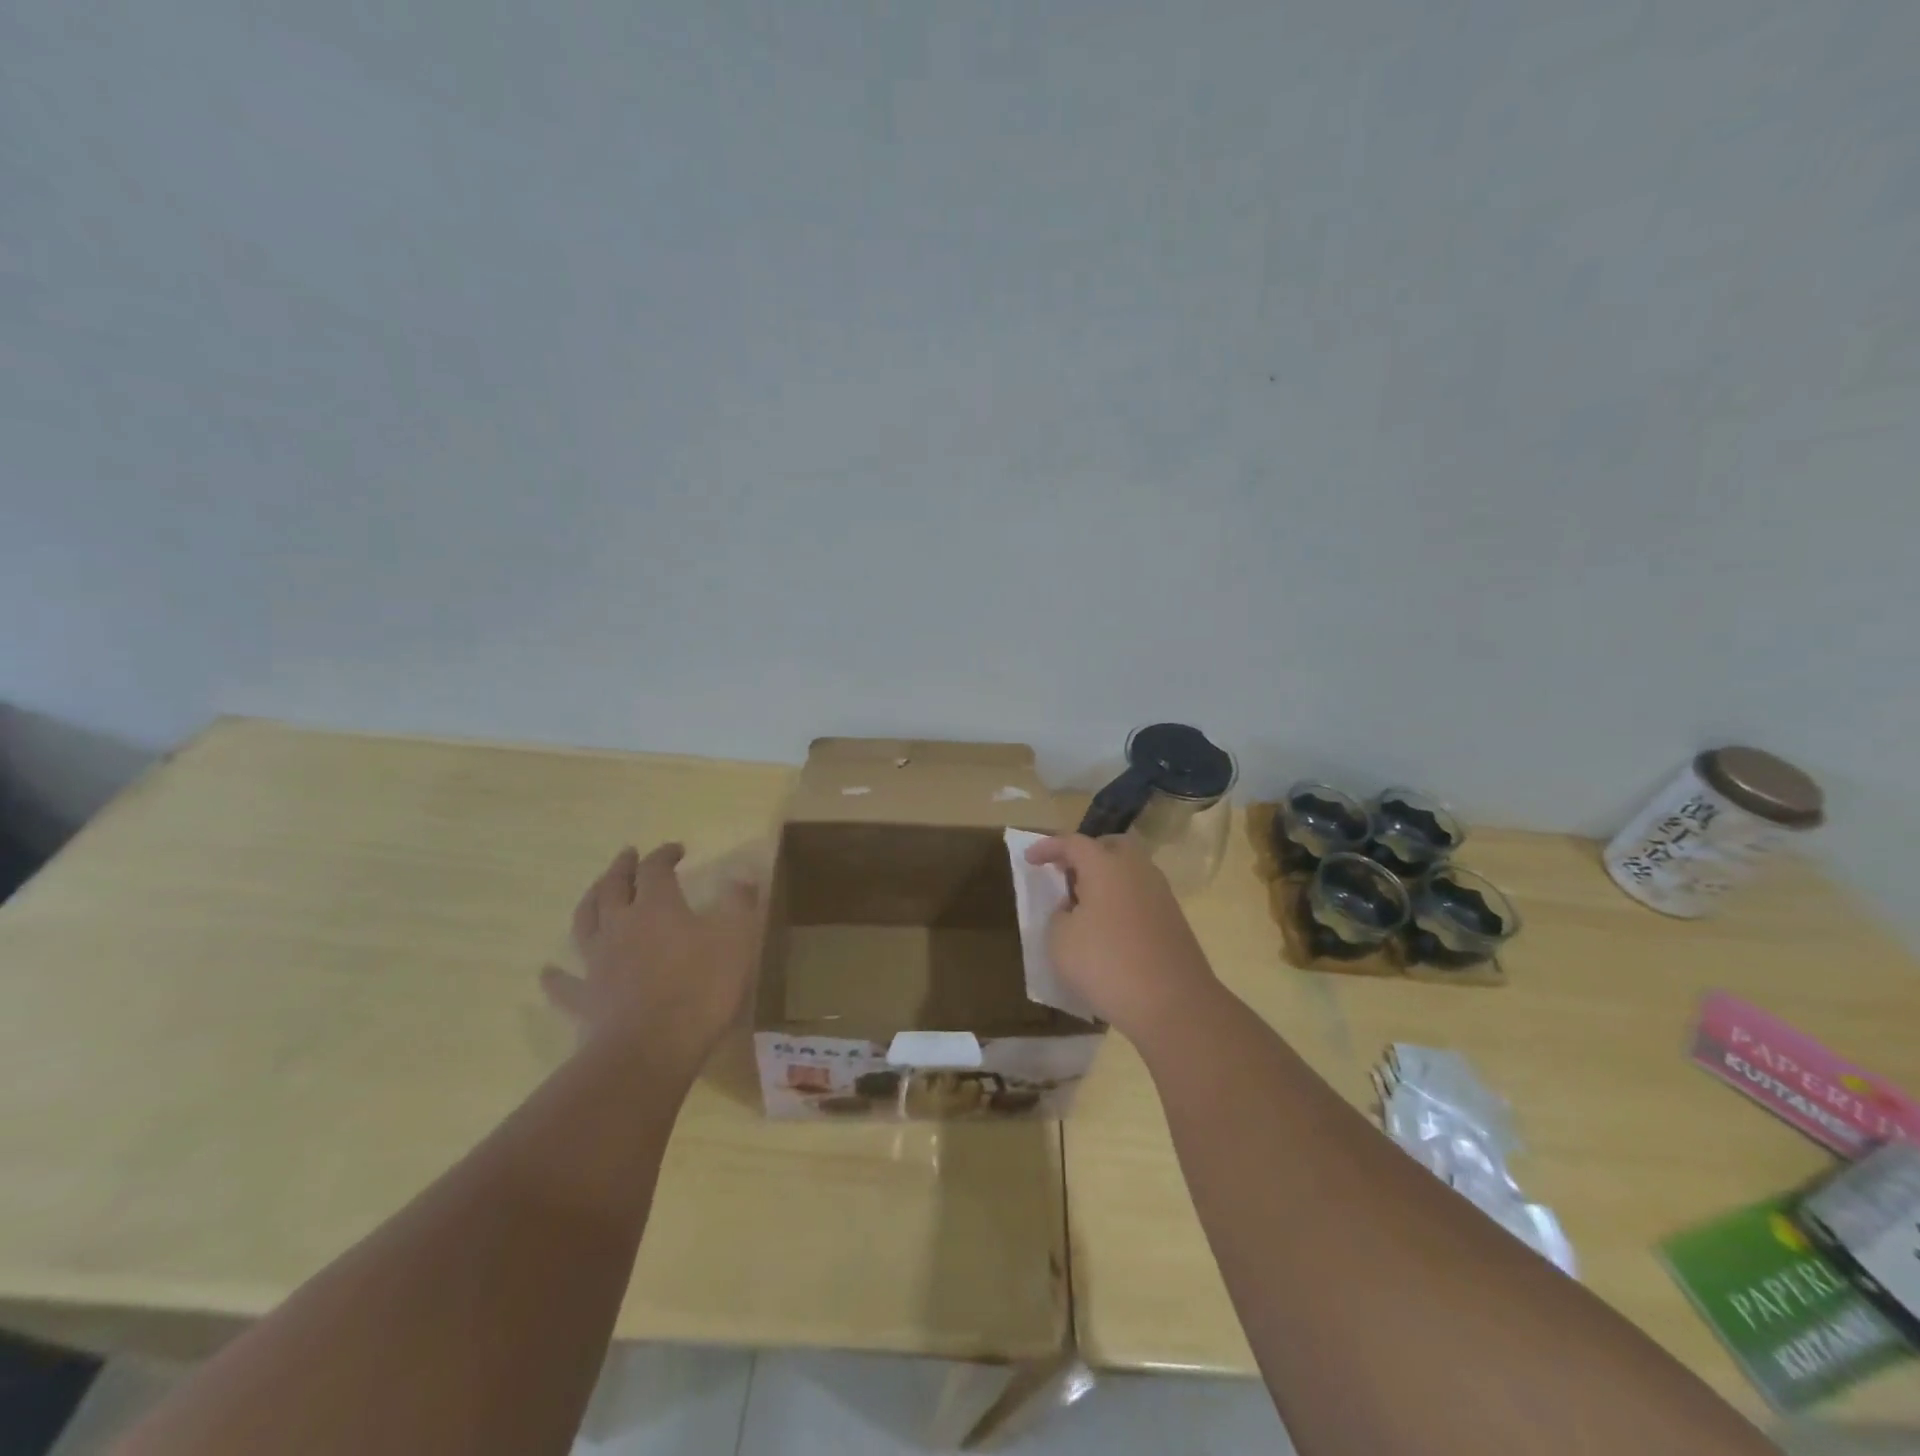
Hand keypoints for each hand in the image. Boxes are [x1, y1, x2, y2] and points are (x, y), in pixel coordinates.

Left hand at [540, 843, 761, 1077]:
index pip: (656, 869)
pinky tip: (548, 972)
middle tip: (628, 854)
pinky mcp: (585, 999)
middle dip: (622, 867)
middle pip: (614, 887)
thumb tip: (741, 874)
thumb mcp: (737, 939)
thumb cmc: (700, 989)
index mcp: (657, 907)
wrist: (650, 1050)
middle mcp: (621, 925)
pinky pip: (565, 984)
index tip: (676, 849)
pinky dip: (555, 976)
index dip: (664, 855)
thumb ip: (739, 903)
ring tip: (594, 891)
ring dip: (590, 901)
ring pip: (585, 922)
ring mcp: (597, 962)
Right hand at [1024, 833, 1219, 1039]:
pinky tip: (1108, 928)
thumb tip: (1073, 908)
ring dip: (1105, 879)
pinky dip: (1121, 901)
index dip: (1048, 848)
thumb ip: (1059, 915)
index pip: (1073, 843)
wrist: (1174, 1004)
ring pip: (1129, 871)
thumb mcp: (1060, 941)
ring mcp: (1160, 894)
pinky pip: (1140, 895)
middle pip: (1110, 846)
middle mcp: (1136, 870)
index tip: (1029, 859)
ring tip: (1084, 905)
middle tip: (1066, 873)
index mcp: (1105, 866)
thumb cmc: (1106, 964)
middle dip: (1086, 854)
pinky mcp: (1173, 919)